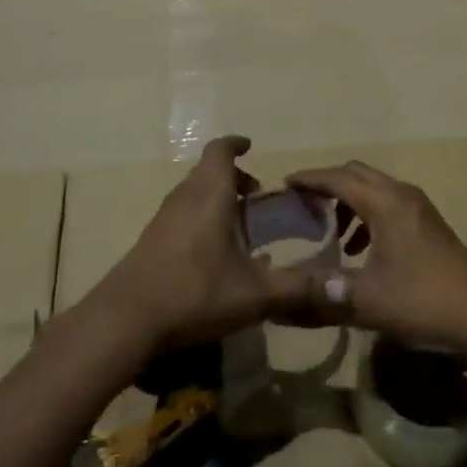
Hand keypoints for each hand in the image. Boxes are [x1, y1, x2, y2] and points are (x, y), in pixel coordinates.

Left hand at [93, 136, 317, 352]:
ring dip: (215, 200)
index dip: (236, 144)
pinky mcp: (150, 243)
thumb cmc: (194, 293)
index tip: (251, 146)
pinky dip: (201, 220)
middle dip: (233, 178)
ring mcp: (162, 220)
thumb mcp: (256, 294)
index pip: (220, 151)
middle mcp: (184, 198)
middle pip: (207, 172)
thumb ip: (299, 289)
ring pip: (192, 195)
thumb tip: (341, 289)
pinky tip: (215, 257)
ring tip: (240, 229)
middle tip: (256, 199)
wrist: (124, 322)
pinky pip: (181, 217)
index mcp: (209, 195)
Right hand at [286, 161, 466, 361]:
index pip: (337, 178)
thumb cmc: (422, 300)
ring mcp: (419, 208)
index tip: (282, 185)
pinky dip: (367, 214)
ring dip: (348, 200)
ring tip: (327, 227)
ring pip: (374, 188)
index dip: (308, 179)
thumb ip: (321, 295)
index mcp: (385, 203)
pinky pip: (388, 204)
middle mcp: (402, 195)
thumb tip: (279, 300)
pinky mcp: (428, 224)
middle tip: (300, 203)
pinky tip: (359, 247)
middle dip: (327, 184)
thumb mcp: (366, 301)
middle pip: (356, 174)